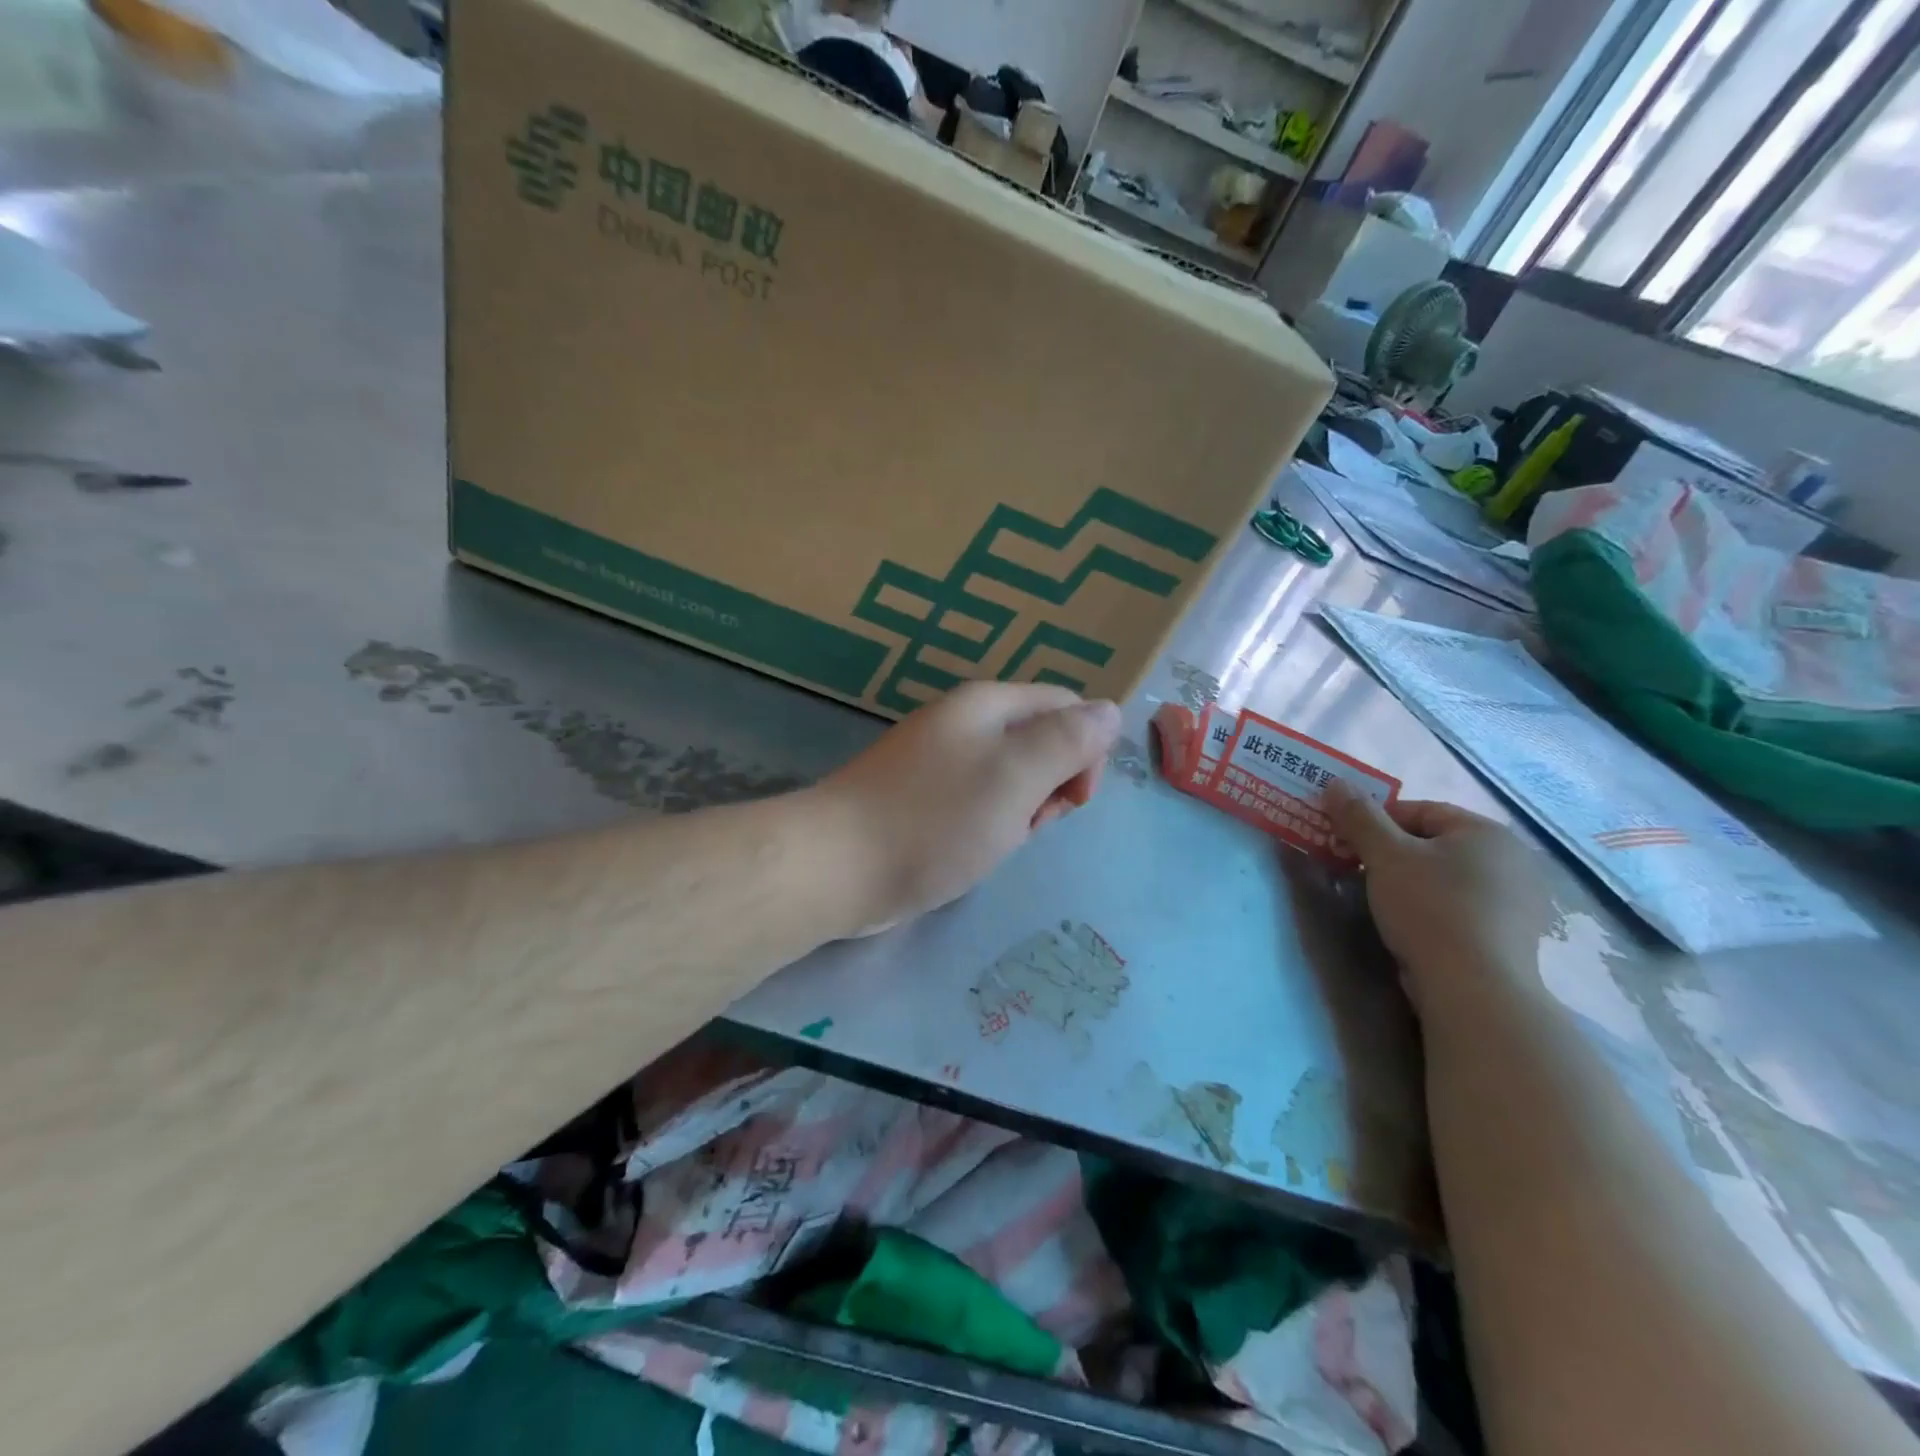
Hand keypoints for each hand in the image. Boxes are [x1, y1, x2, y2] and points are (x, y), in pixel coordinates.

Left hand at [813, 683, 1122, 933]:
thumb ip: (1068, 740)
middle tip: (1030, 824)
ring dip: (1022, 810)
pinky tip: (973, 850)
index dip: (1085, 750)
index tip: (1072, 799)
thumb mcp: (1016, 776)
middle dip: (1052, 784)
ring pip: (1011, 776)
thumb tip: (1109, 711)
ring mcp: (938, 760)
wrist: (837, 866)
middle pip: (1040, 740)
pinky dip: (990, 825)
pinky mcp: (921, 797)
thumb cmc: (935, 820)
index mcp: (988, 705)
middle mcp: (964, 722)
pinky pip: (978, 801)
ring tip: (999, 841)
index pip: (1067, 706)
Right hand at [1322, 783, 1557, 1018]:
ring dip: (1411, 881)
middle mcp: (1512, 859)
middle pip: (1433, 843)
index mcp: (1486, 831)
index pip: (1419, 810)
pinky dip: (1435, 908)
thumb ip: (1358, 816)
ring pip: (1447, 876)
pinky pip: (1463, 906)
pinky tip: (1415, 927)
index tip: (1347, 843)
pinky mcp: (1513, 936)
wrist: (1474, 989)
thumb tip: (1334, 783)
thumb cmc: (1429, 908)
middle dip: (1392, 853)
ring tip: (1382, 903)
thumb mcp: (1385, 855)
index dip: (1375, 821)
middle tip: (1358, 872)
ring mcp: (1518, 900)